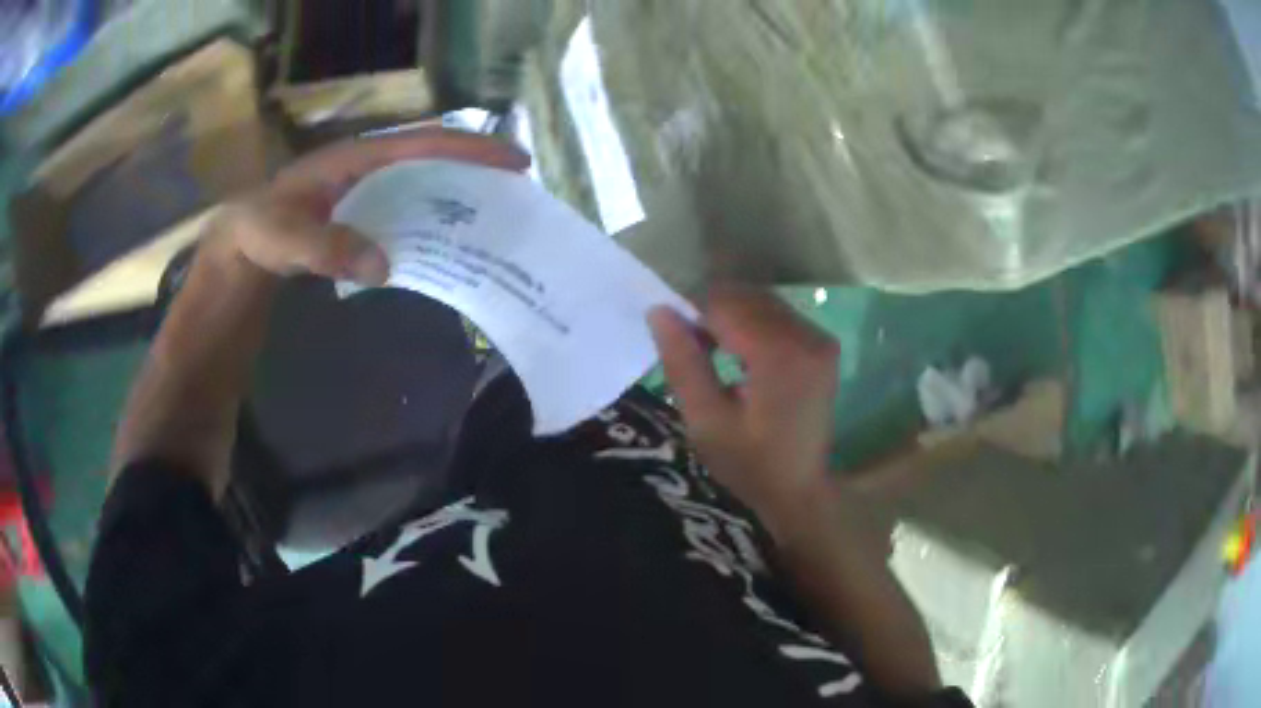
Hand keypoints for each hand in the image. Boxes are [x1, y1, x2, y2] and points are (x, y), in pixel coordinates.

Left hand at [205, 128, 530, 282]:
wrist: (243, 241)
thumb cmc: (261, 230)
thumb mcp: (282, 238)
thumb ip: (325, 248)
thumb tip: (384, 265)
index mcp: (356, 158)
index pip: (422, 145)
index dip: (470, 150)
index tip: (514, 162)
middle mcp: (369, 166)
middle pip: (434, 157)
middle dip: (477, 167)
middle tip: (518, 190)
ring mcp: (368, 189)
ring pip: (425, 181)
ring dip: (460, 193)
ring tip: (497, 213)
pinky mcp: (364, 212)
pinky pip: (409, 207)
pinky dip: (434, 217)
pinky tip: (450, 238)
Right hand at [648, 288, 840, 544]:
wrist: (800, 490)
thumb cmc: (748, 465)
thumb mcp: (705, 421)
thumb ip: (682, 363)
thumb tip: (659, 310)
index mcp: (778, 355)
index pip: (724, 304)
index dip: (692, 314)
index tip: (676, 342)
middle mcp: (806, 335)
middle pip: (745, 297)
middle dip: (712, 314)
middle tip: (694, 353)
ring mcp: (819, 338)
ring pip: (760, 302)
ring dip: (731, 318)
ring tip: (714, 355)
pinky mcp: (822, 345)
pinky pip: (777, 315)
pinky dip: (752, 325)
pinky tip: (741, 356)